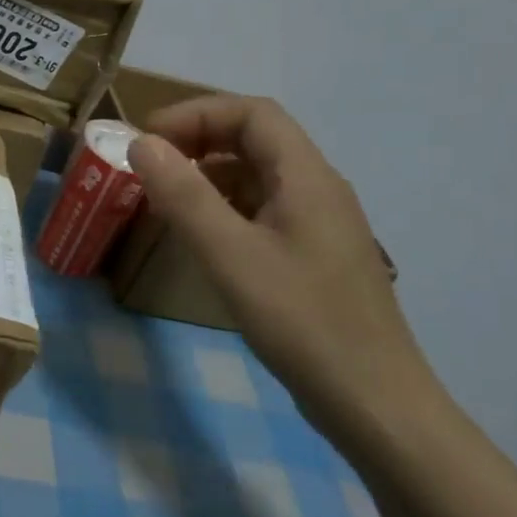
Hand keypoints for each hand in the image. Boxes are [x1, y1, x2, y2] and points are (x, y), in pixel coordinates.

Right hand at [128, 95, 442, 448]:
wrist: (373, 403)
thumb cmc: (301, 321)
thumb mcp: (230, 255)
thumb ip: (183, 196)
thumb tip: (142, 144)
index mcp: (307, 177)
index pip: (253, 113)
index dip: (196, 114)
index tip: (148, 138)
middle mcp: (318, 189)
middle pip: (256, 138)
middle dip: (198, 139)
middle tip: (150, 164)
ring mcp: (318, 224)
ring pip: (257, 174)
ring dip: (208, 173)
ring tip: (164, 196)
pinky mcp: (312, 255)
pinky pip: (262, 208)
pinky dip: (223, 205)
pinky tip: (199, 234)